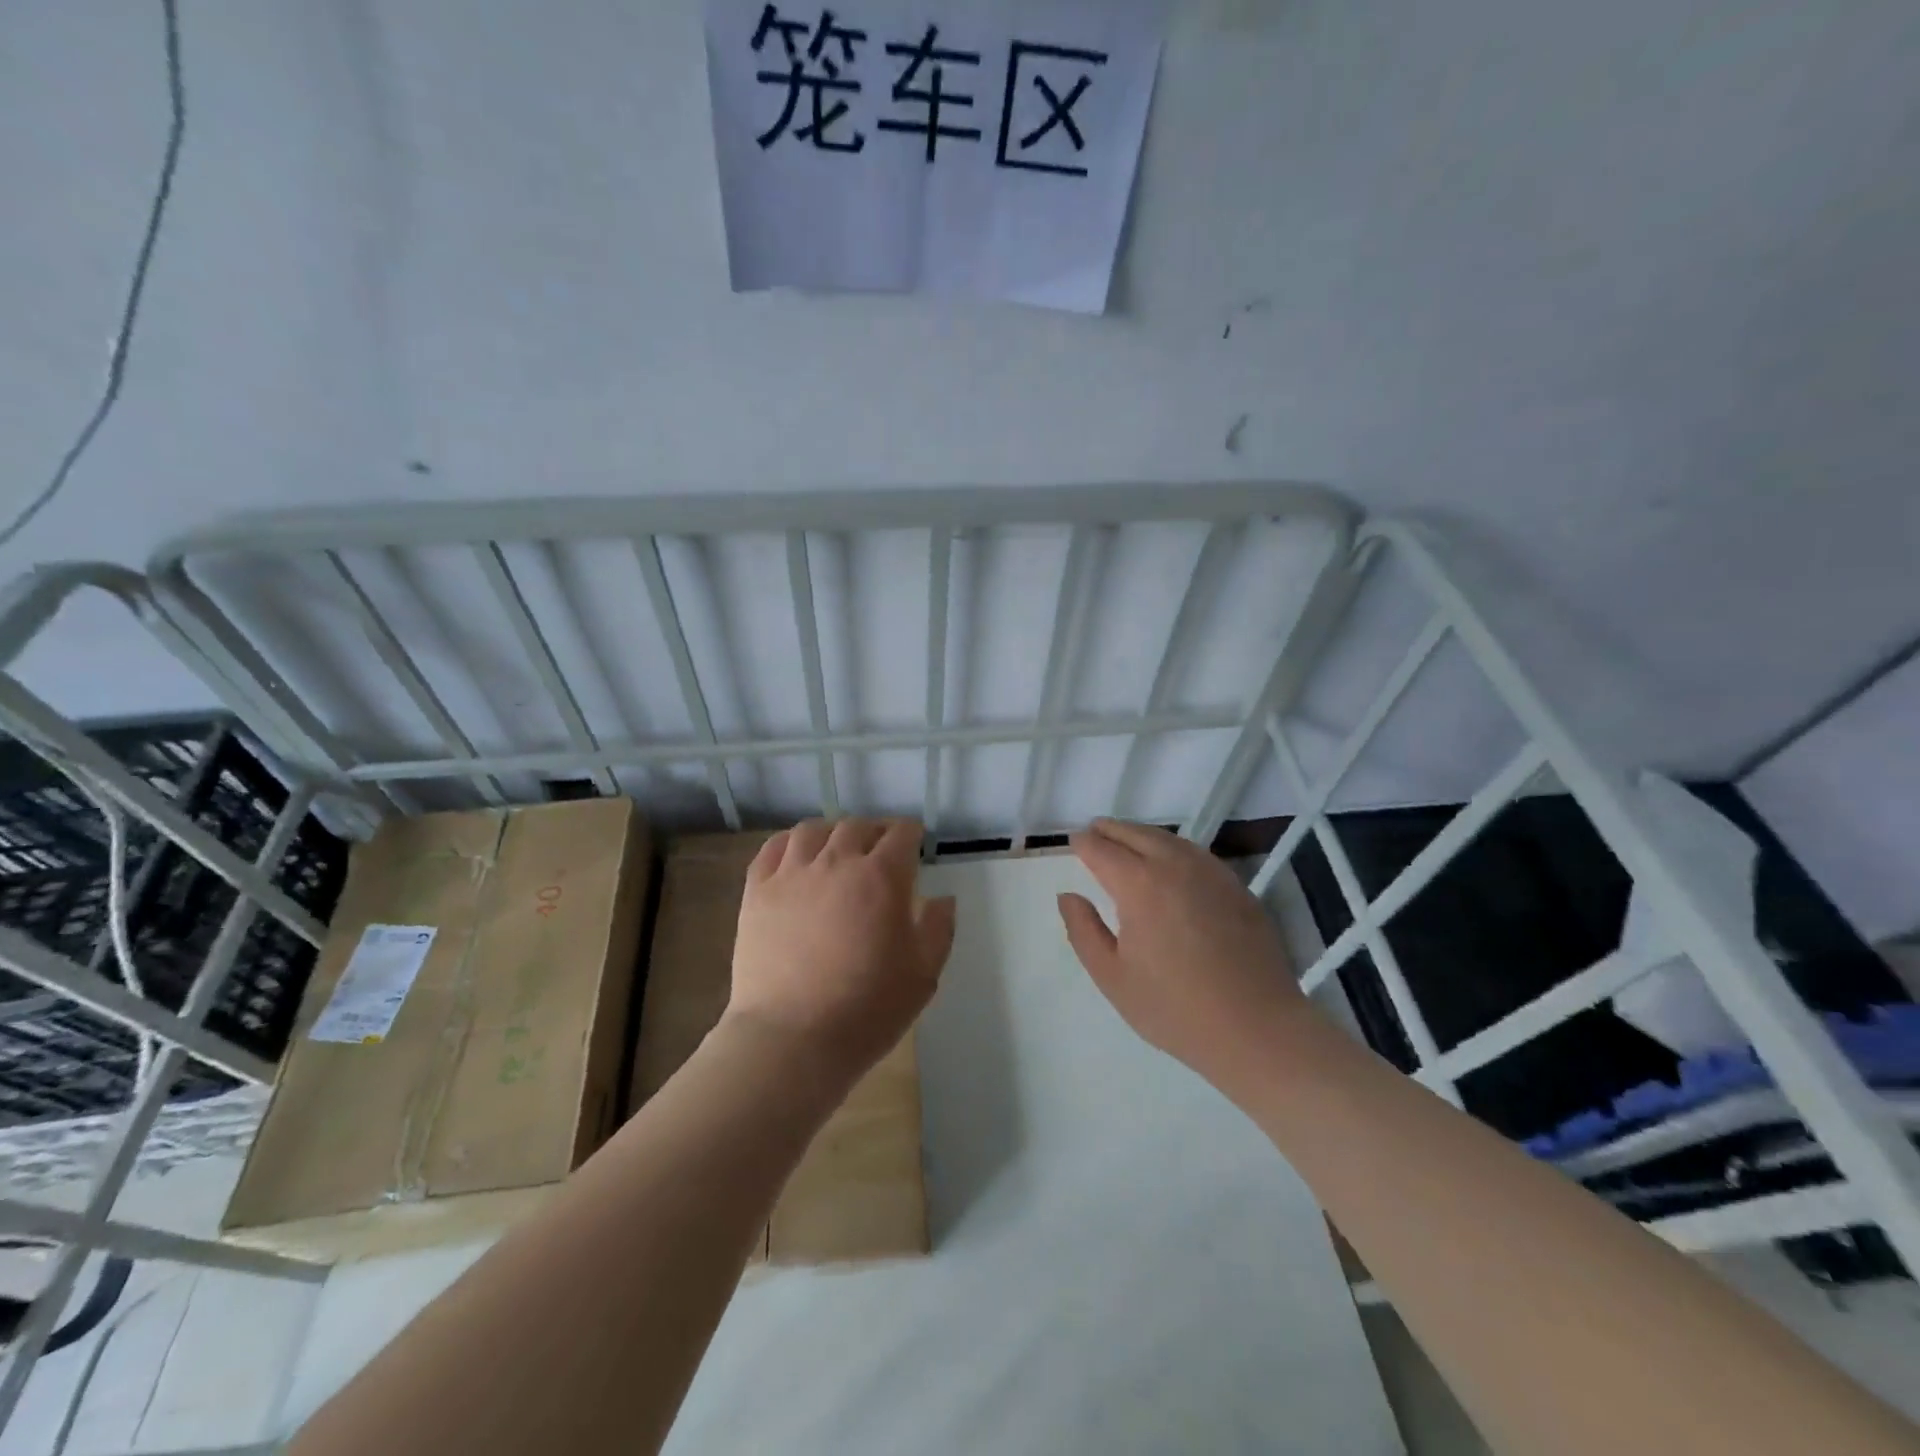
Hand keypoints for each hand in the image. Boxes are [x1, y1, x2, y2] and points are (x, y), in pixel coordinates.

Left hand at [727, 818, 955, 1079]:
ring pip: (813, 830)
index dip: (911, 835)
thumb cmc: (867, 1010)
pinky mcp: (757, 891)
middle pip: (857, 826)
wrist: (792, 1039)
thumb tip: (943, 899)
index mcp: (882, 877)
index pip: (901, 834)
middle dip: (875, 832)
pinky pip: (773, 848)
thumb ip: (938, 929)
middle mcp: (836, 862)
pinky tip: (797, 856)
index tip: (914, 845)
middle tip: (879, 852)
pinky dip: (789, 843)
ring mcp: (792, 874)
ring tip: (836, 849)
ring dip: (832, 833)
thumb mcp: (923, 975)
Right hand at [1058, 819, 1313, 1086]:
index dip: (1084, 843)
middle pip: (1136, 833)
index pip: (1102, 849)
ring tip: (1127, 843)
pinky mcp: (1236, 886)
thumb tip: (1068, 897)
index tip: (1073, 842)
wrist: (1257, 1028)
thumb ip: (1083, 931)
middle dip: (1111, 830)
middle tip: (1095, 832)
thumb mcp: (1113, 977)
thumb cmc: (1175, 1008)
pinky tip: (1170, 864)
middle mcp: (1175, 865)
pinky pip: (1195, 853)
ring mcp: (1211, 872)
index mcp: (1139, 884)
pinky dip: (1172, 848)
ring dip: (1142, 835)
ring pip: (1168, 838)